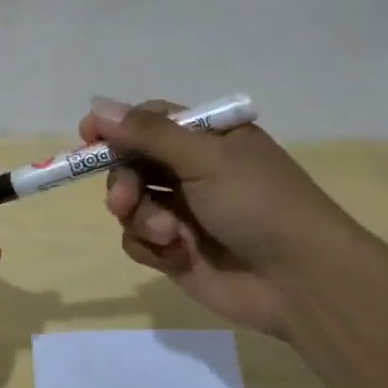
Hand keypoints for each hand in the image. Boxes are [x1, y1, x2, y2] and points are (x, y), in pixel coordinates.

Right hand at [79, 97, 352, 338]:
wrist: (300, 282)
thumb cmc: (259, 204)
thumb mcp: (206, 158)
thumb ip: (148, 134)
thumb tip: (96, 106)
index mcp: (208, 138)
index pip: (150, 120)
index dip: (118, 127)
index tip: (88, 136)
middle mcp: (193, 170)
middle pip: (131, 162)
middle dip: (124, 181)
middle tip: (124, 199)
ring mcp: (183, 211)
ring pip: (130, 204)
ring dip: (141, 218)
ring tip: (170, 236)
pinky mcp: (176, 250)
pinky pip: (139, 240)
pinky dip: (151, 247)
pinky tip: (177, 256)